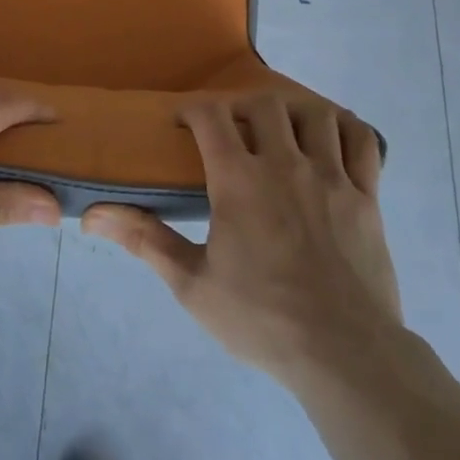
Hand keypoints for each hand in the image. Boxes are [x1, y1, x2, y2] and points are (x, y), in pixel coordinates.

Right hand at [83, 93, 403, 392]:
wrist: (345, 356)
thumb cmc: (262, 320)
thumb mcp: (192, 285)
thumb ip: (144, 240)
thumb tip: (92, 215)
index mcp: (239, 181)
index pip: (211, 115)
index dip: (193, 108)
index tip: (182, 122)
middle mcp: (285, 164)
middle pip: (263, 104)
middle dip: (240, 105)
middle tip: (229, 128)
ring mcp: (332, 177)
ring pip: (315, 113)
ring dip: (293, 111)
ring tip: (280, 129)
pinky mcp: (367, 196)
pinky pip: (362, 141)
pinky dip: (345, 128)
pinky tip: (330, 139)